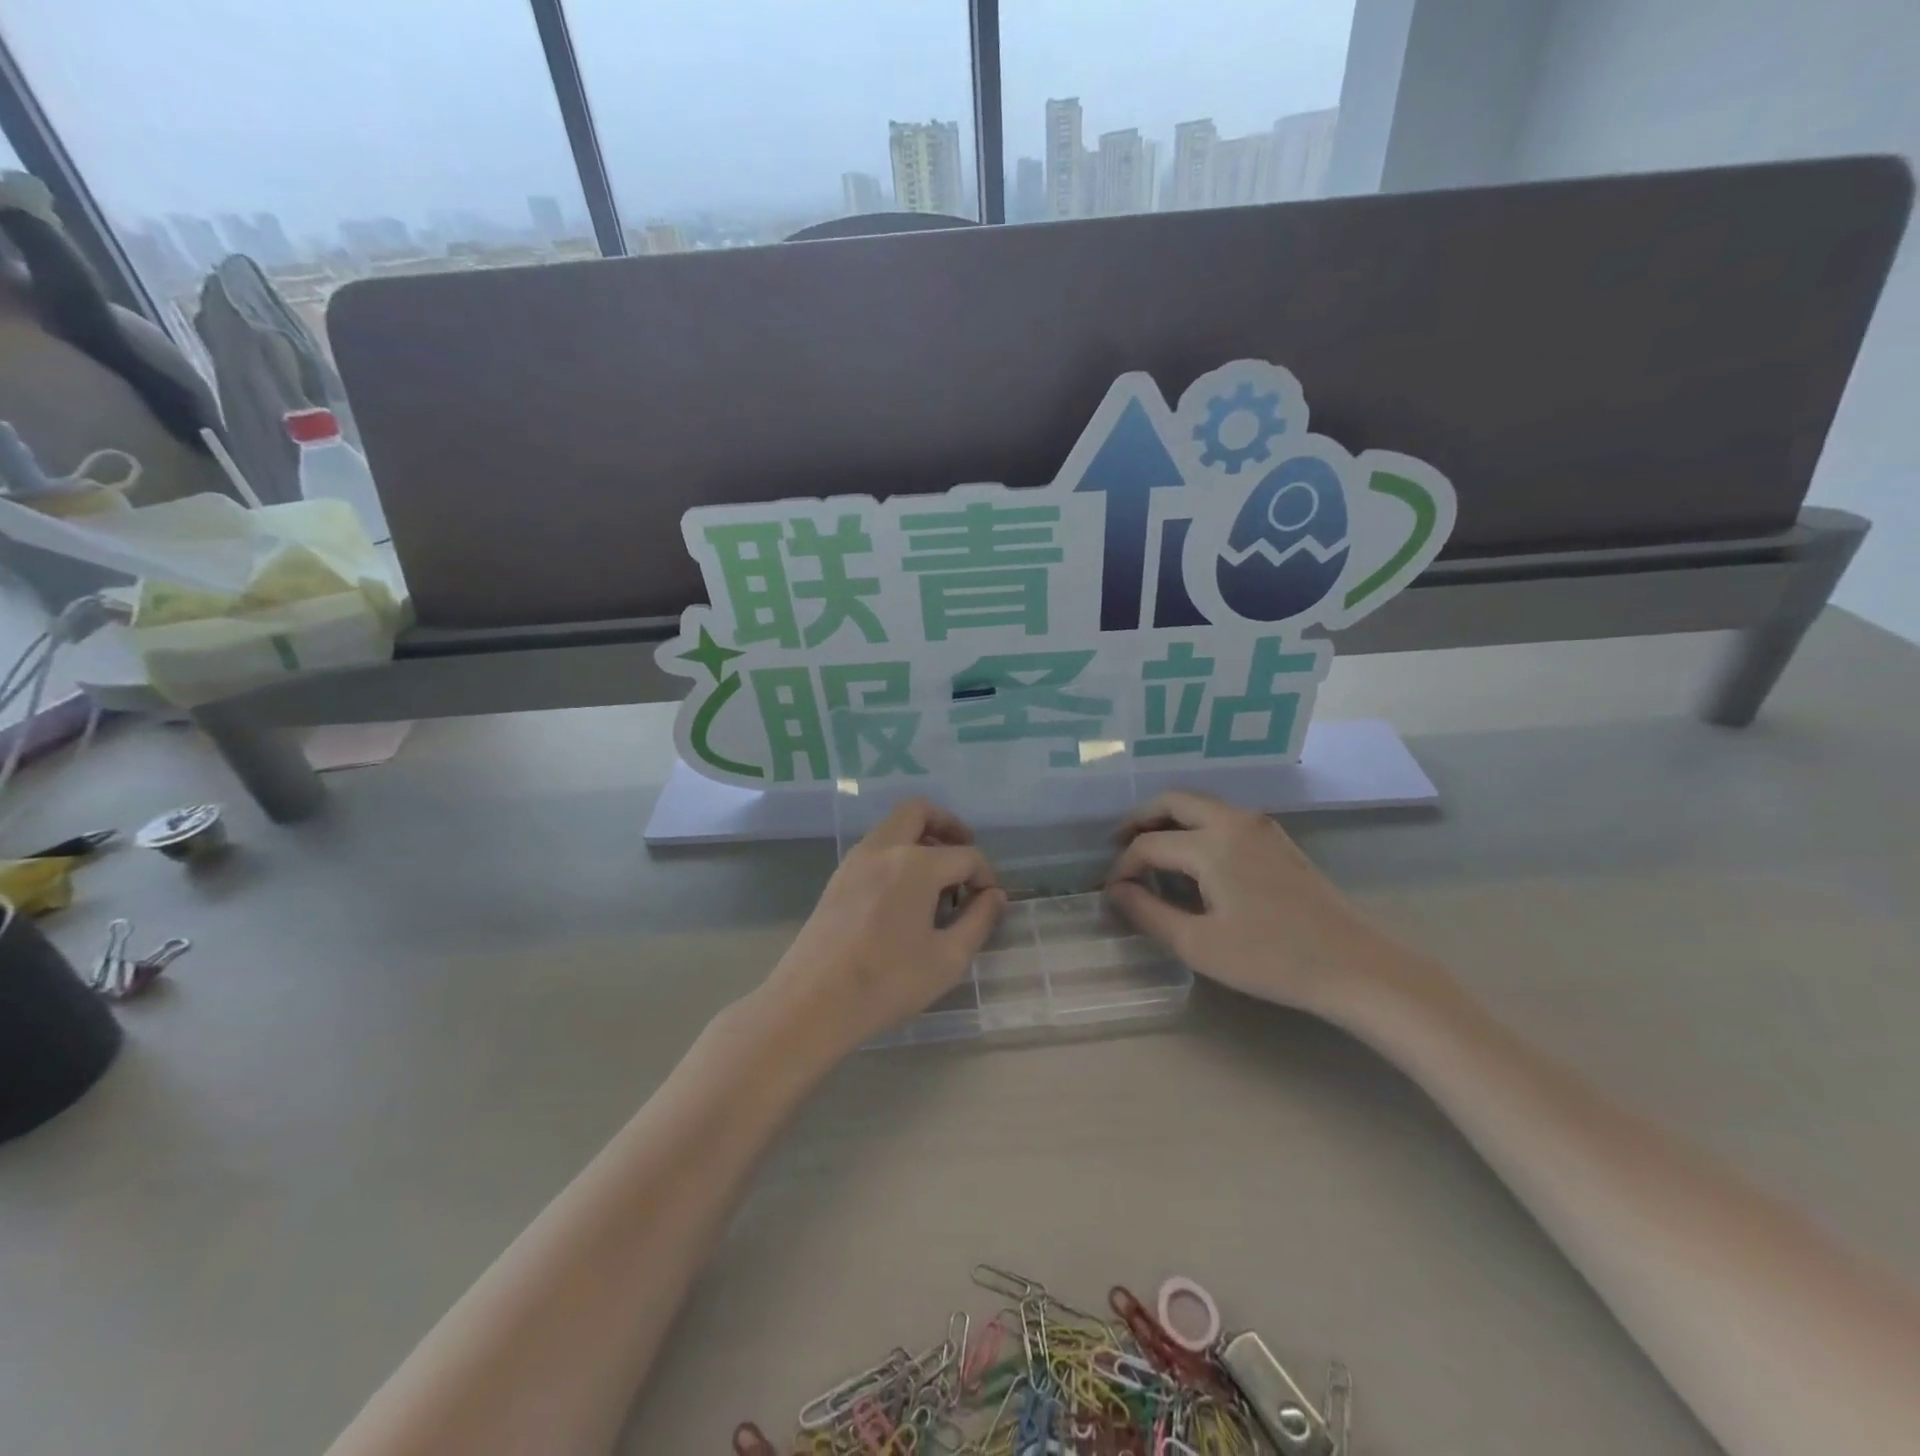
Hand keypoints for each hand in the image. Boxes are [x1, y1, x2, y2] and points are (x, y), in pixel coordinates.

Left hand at [767, 798, 1004, 1049]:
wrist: (812, 1002)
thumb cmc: (887, 983)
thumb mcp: (947, 959)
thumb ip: (978, 921)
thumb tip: (995, 896)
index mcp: (916, 864)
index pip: (965, 855)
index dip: (985, 875)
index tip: (990, 901)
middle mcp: (884, 848)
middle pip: (920, 811)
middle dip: (949, 826)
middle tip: (965, 856)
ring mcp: (856, 859)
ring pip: (894, 826)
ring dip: (921, 838)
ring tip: (939, 880)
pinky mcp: (838, 877)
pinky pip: (876, 847)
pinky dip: (898, 853)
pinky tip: (907, 895)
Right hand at [1105, 790, 1402, 1014]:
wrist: (1356, 966)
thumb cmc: (1272, 959)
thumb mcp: (1199, 944)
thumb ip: (1148, 913)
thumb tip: (1115, 891)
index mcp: (1211, 844)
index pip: (1149, 844)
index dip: (1122, 866)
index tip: (1110, 893)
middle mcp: (1233, 821)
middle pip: (1173, 801)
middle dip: (1140, 819)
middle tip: (1118, 845)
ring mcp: (1260, 827)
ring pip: (1201, 804)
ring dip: (1169, 818)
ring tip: (1149, 848)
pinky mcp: (1277, 840)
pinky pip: (1223, 816)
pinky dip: (1195, 825)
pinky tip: (1192, 857)